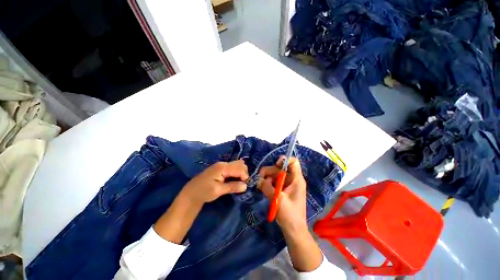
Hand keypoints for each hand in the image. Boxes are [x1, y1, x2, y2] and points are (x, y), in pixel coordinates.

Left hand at [154, 160, 248, 243]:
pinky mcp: (220, 169)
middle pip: (240, 164)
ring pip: (237, 165)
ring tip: (238, 183)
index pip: (239, 168)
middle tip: (242, 184)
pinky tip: (234, 181)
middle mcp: (223, 164)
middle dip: (243, 173)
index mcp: (222, 167)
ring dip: (240, 173)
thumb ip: (232, 187)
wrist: (191, 193)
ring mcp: (221, 165)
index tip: (244, 186)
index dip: (244, 176)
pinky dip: (236, 173)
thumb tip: (245, 186)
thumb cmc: (203, 192)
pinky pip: (233, 168)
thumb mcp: (218, 190)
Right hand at [258, 157, 323, 271]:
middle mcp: (292, 180)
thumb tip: (258, 179)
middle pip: (280, 168)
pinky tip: (264, 189)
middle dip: (270, 172)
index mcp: (296, 179)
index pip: (294, 162)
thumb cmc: (290, 215)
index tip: (275, 164)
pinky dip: (269, 184)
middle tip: (260, 178)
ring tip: (261, 186)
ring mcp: (288, 185)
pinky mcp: (283, 190)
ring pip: (276, 175)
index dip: (285, 160)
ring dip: (268, 179)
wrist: (293, 230)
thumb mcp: (277, 199)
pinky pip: (275, 182)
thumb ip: (267, 187)